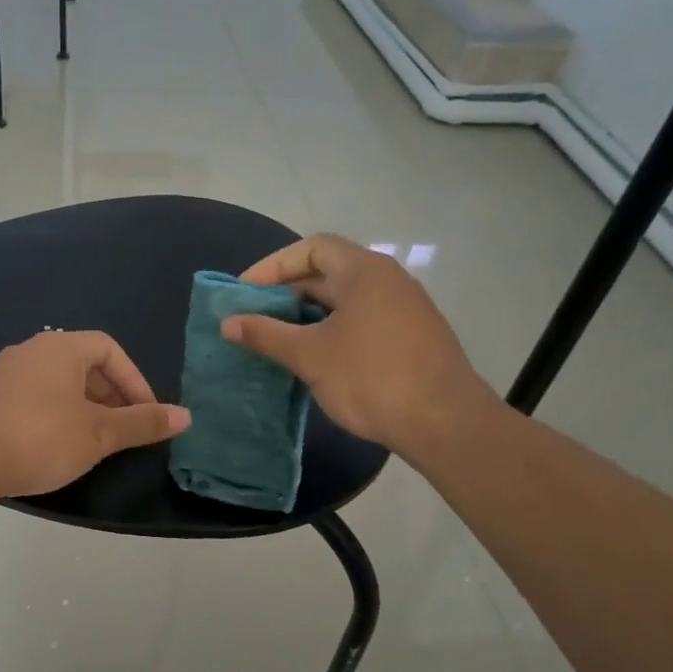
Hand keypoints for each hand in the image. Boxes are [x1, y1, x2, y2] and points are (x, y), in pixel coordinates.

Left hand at [0, 331, 190, 498]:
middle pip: (81, 364)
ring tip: (92, 442)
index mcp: (60, 348)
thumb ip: (141, 423)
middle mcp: (29, 351)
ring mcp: (2, 373)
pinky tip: (51, 447)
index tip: (146, 413)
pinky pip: (30, 398)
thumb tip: (186, 416)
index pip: (109, 349)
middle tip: (123, 430)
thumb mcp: (98, 434)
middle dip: (109, 396)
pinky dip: (52, 415)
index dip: (134, 380)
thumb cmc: (39, 438)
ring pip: (55, 383)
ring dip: (81, 408)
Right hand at [221, 234, 493, 455]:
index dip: (273, 266)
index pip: (311, 248)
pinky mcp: (411, 337)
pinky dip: (331, 331)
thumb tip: (228, 323)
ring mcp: (403, 309)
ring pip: (344, 301)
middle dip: (286, 293)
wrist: (444, 423)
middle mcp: (387, 280)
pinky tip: (314, 359)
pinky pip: (361, 321)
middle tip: (253, 318)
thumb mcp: (310, 355)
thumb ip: (266, 335)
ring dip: (307, 315)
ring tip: (276, 340)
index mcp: (364, 271)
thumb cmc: (371, 378)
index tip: (244, 292)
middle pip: (328, 272)